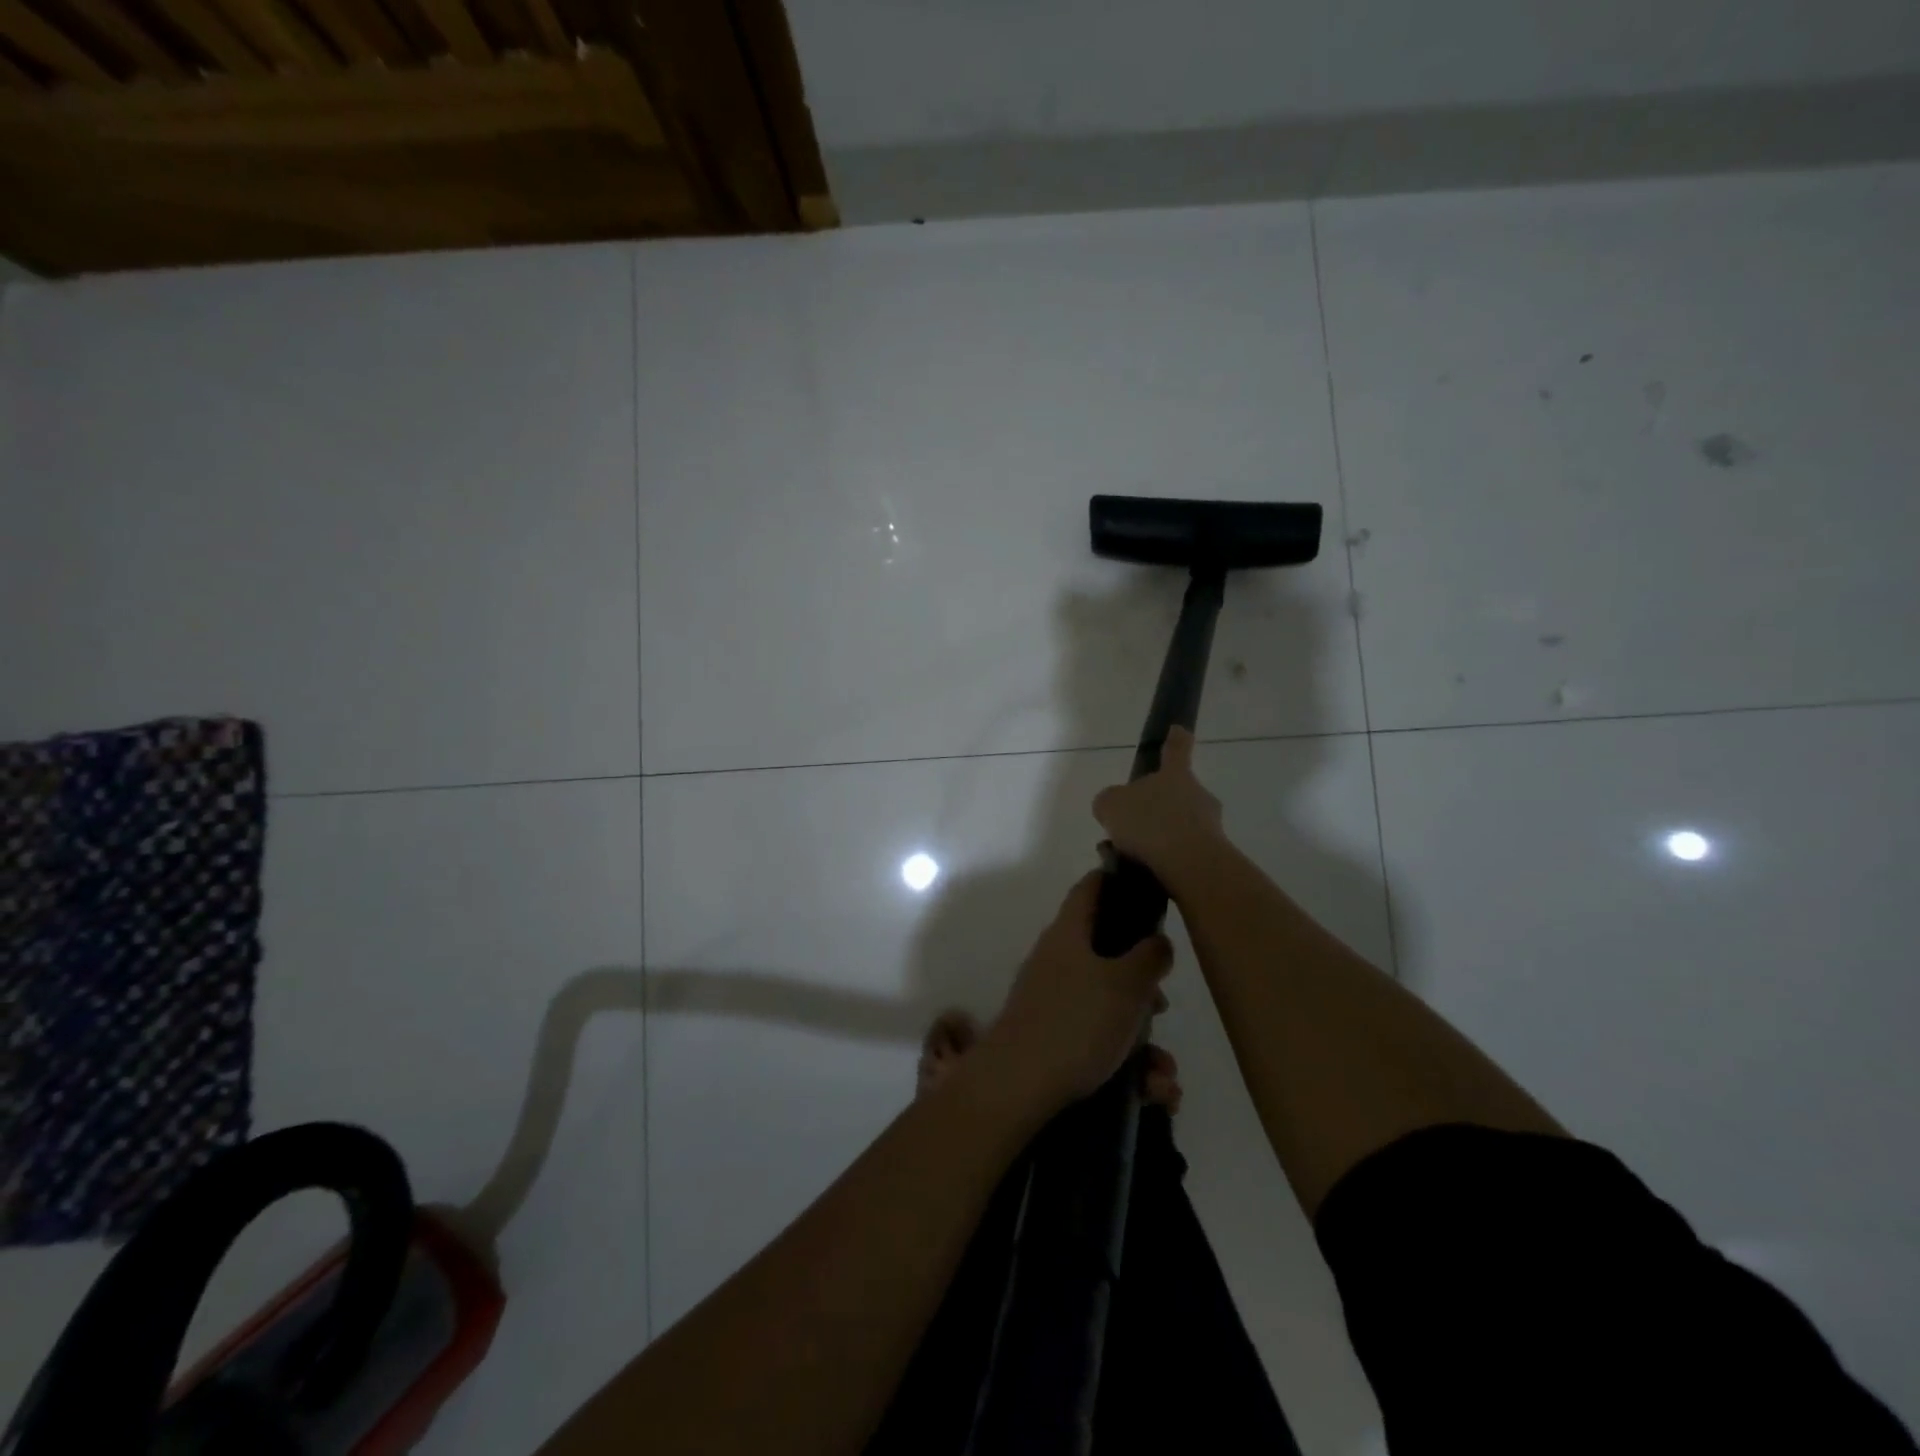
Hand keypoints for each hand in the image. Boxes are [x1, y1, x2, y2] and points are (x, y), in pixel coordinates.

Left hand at [979, 872, 1173, 1110]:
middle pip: (1107, 954)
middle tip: (1162, 1005)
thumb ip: (1149, 957)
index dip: (1115, 880)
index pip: (1090, 889)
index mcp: (1069, 933)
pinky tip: (1151, 1092)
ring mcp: (1052, 1000)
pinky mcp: (1053, 1038)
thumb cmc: (1076, 1022)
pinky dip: (1127, 1063)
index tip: (1144, 885)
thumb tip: (1156, 940)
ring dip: (1142, 1038)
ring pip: (1109, 1006)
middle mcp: (1057, 960)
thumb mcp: (1125, 985)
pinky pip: (1099, 1041)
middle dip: (1143, 983)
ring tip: (1163, 1075)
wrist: (1017, 1085)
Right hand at [1092, 727, 1227, 891]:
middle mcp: (1197, 795)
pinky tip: (1143, 872)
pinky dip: (1165, 860)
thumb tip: (1114, 806)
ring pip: (1180, 825)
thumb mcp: (1111, 805)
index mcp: (1175, 775)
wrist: (1189, 864)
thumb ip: (1110, 801)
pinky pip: (1183, 852)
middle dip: (1158, 806)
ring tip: (1130, 856)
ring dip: (1160, 836)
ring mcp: (1210, 825)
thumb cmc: (1149, 823)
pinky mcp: (1213, 855)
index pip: (1176, 749)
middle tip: (1133, 824)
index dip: (1175, 739)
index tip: (1178, 729)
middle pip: (1178, 793)